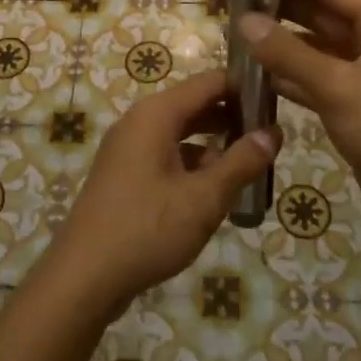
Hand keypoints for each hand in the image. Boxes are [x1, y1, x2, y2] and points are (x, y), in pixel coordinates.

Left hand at [42, 70, 279, 309]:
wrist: (84, 277)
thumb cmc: (147, 229)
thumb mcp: (204, 199)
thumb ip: (241, 163)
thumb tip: (274, 133)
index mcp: (156, 115)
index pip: (209, 82)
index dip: (245, 87)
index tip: (277, 102)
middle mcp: (140, 121)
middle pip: (195, 104)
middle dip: (233, 116)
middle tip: (272, 134)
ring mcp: (128, 148)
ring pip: (181, 132)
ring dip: (215, 142)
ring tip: (253, 161)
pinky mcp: (125, 174)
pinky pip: (167, 154)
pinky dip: (194, 163)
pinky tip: (217, 188)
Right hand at [238, 0, 360, 239]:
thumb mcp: (338, 87)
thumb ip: (288, 52)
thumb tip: (243, 19)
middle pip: (321, 11)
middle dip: (279, 9)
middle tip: (230, 1)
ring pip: (316, 46)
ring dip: (280, 43)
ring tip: (232, 31)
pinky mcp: (356, 101)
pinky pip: (317, 77)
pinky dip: (290, 75)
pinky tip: (252, 72)